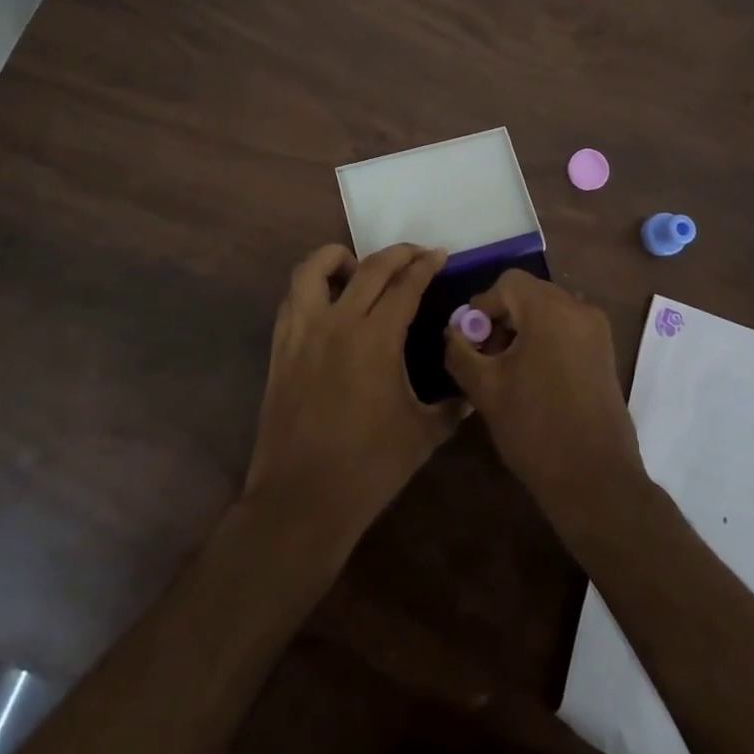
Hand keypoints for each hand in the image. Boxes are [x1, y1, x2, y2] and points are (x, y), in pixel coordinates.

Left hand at [243, 243, 464, 554]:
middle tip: (416, 254)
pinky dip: (312, 286)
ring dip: (340, 257)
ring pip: (314, 269)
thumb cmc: (369, 468)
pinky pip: (292, 298)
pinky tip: (327, 300)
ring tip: (358, 267)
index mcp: (377, 338)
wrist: (302, 499)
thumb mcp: (423, 434)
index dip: (426, 265)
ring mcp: (303, 332)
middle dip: (397, 254)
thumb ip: (452, 406)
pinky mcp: (281, 347)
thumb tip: (472, 392)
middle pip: (369, 268)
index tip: (440, 255)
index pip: (406, 285)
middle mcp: (338, 322)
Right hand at [442, 270, 645, 516]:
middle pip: (529, 293)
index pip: (507, 283)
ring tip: (508, 369)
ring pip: (548, 310)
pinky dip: (546, 339)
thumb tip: (453, 332)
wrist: (595, 480)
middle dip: (502, 317)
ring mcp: (597, 330)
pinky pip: (567, 328)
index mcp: (549, 309)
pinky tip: (534, 377)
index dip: (482, 306)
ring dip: (523, 328)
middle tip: (486, 356)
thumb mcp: (485, 389)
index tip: (470, 341)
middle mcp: (578, 308)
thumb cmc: (535, 428)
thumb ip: (460, 351)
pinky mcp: (605, 352)